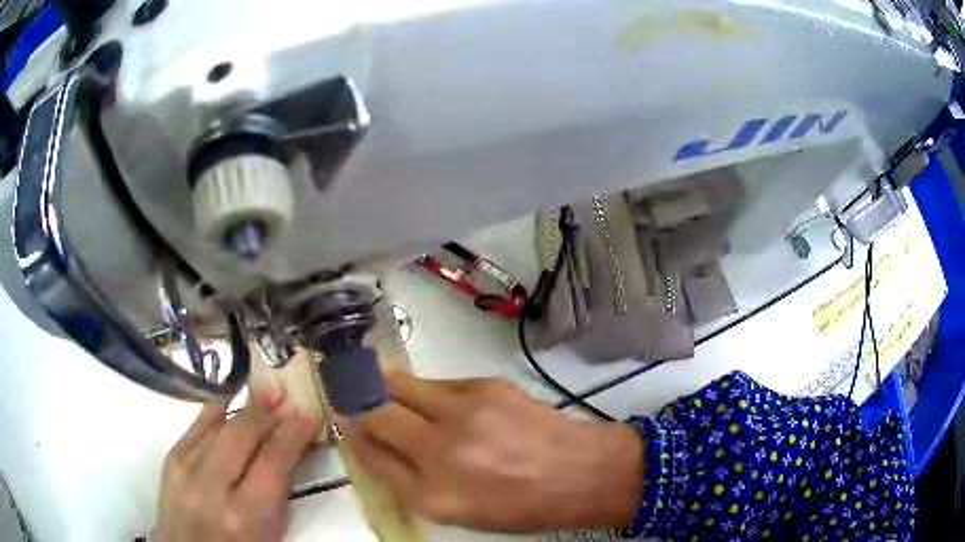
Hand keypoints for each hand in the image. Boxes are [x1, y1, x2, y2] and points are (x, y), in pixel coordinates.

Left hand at [152, 385, 321, 541]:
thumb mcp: (270, 530)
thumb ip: (279, 490)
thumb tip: (292, 444)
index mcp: (245, 514)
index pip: (273, 461)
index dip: (294, 434)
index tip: (311, 415)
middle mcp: (211, 486)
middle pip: (242, 433)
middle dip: (269, 413)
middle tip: (289, 398)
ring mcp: (185, 466)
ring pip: (219, 424)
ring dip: (247, 407)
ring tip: (268, 392)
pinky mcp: (171, 455)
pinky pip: (197, 423)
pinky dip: (218, 410)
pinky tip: (233, 398)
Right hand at [340, 373, 643, 532]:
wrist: (580, 472)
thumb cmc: (519, 504)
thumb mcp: (459, 511)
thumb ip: (411, 481)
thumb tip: (377, 445)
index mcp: (432, 494)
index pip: (371, 455)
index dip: (352, 434)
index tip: (343, 419)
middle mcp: (440, 450)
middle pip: (377, 413)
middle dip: (359, 402)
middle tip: (353, 395)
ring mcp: (464, 412)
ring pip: (402, 385)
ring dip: (387, 386)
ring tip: (384, 387)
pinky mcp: (486, 385)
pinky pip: (438, 382)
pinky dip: (427, 389)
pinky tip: (437, 398)